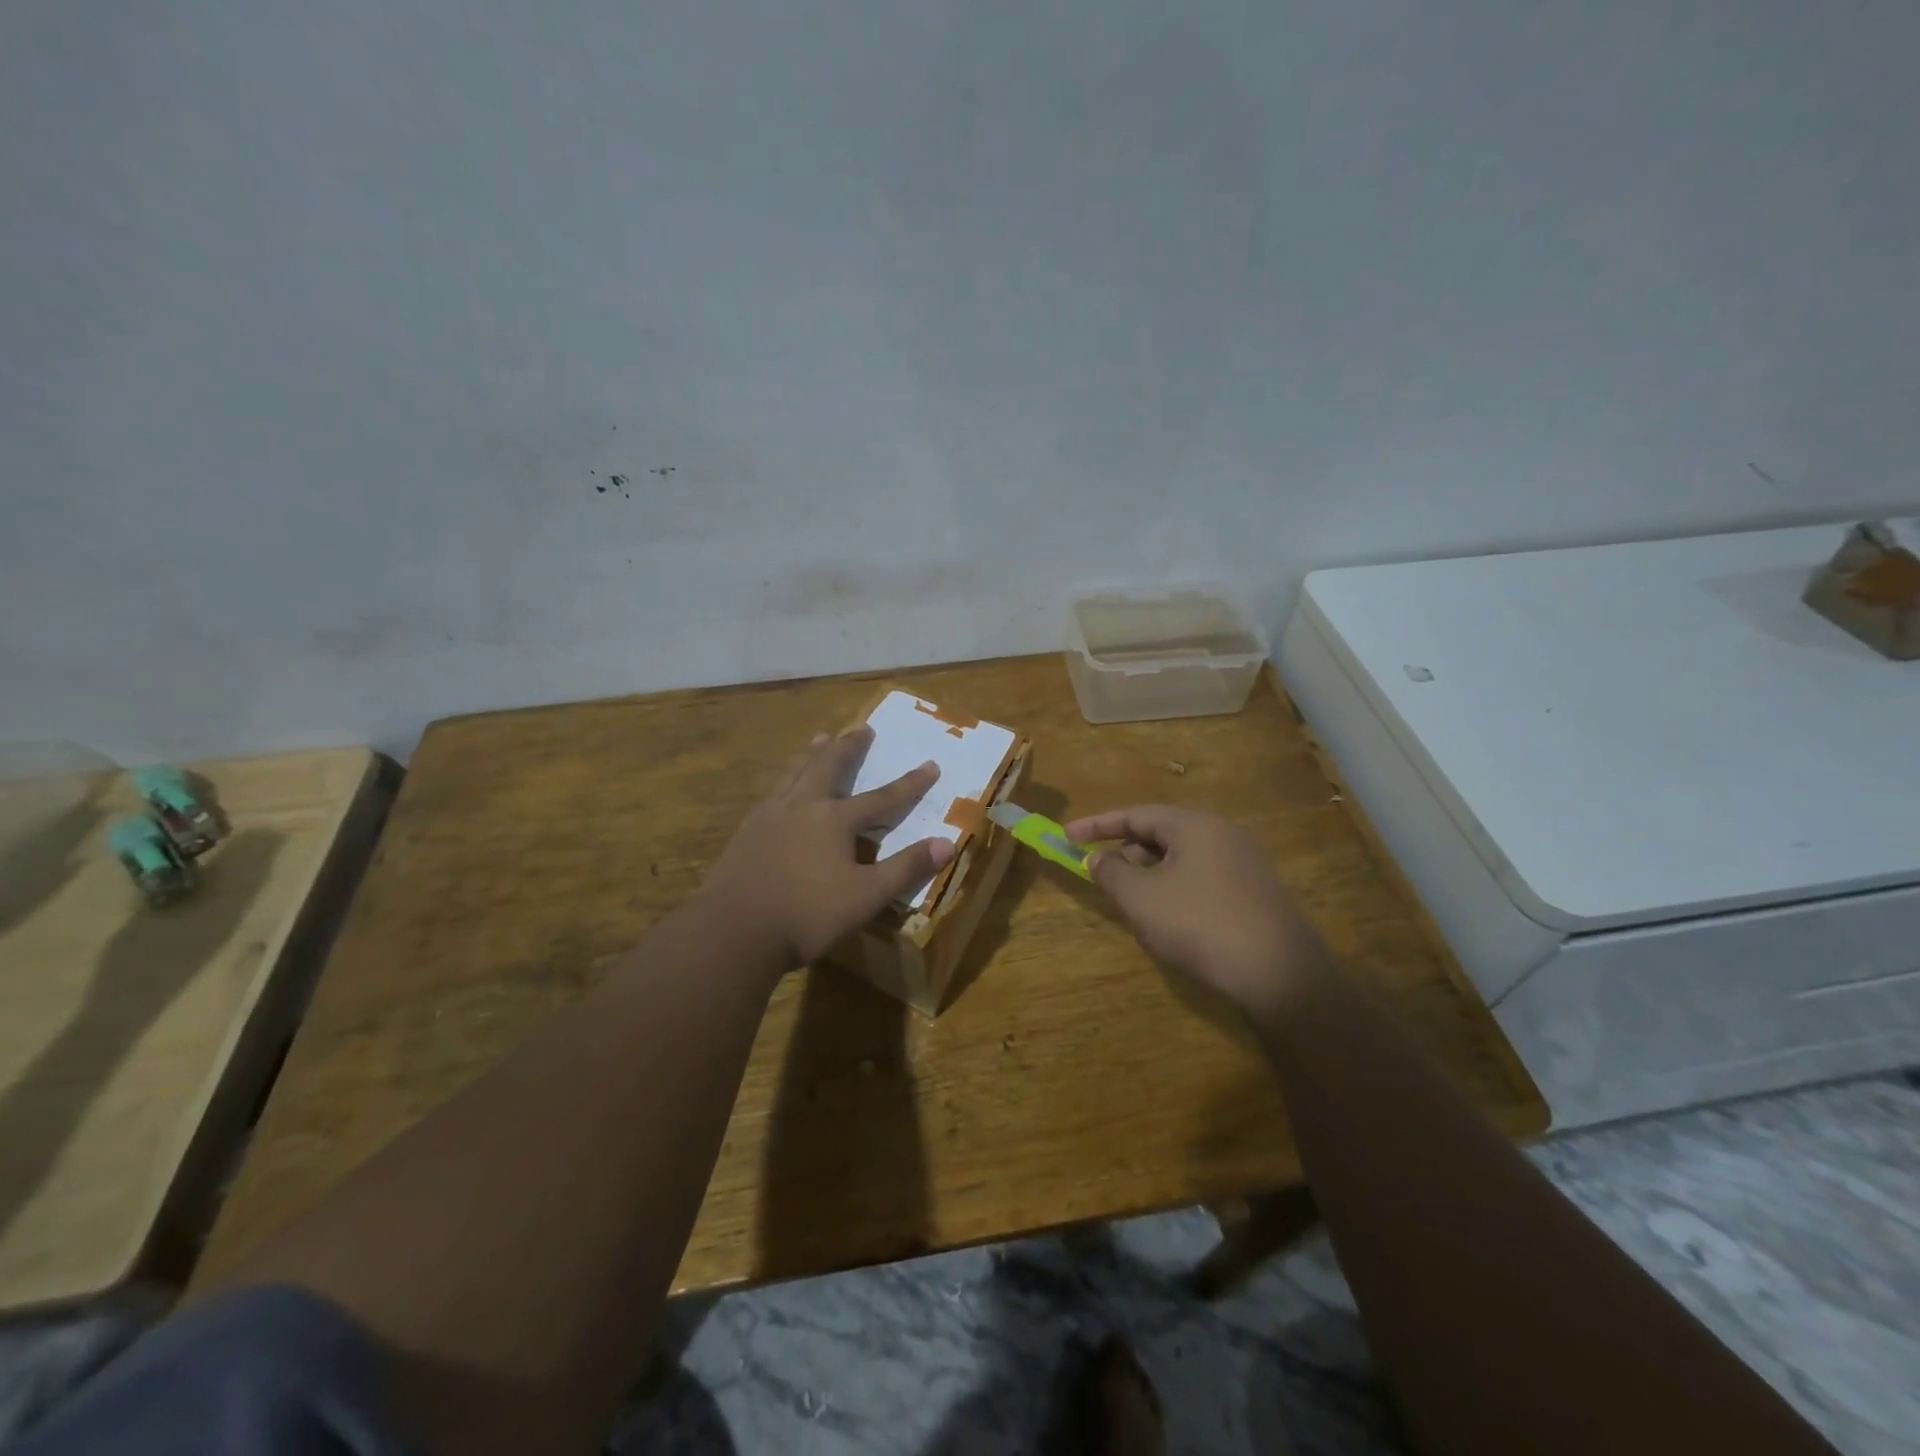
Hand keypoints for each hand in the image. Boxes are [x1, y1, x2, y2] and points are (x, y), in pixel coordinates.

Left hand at [700, 727, 954, 968]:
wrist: (733, 930)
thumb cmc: (806, 915)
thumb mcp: (866, 896)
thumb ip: (906, 868)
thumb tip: (948, 844)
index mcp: (835, 820)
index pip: (882, 798)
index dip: (910, 784)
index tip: (931, 764)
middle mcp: (803, 806)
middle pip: (830, 766)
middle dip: (850, 747)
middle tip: (862, 728)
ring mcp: (770, 815)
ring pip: (796, 772)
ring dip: (813, 753)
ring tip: (821, 737)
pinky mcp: (746, 831)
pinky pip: (772, 791)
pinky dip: (786, 778)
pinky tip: (781, 786)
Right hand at [1063, 804, 1331, 1020]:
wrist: (1280, 974)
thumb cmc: (1200, 924)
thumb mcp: (1142, 899)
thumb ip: (1111, 872)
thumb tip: (1097, 858)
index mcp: (1193, 825)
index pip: (1135, 814)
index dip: (1096, 825)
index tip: (1066, 836)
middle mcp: (1221, 834)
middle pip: (1160, 834)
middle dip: (1125, 853)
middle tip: (1099, 874)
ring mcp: (1243, 863)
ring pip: (1181, 859)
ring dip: (1149, 875)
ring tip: (1130, 903)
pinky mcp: (1255, 893)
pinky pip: (1202, 879)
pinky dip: (1175, 889)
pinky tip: (1169, 922)